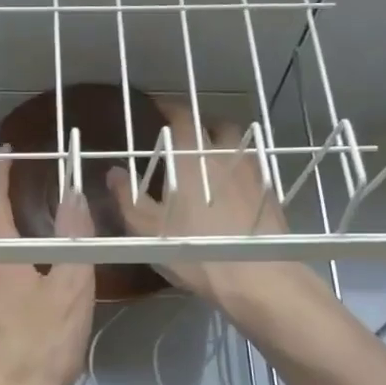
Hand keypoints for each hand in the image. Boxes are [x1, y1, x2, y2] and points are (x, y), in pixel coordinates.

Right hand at [105, 100, 298, 318]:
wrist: (256, 276)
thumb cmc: (194, 249)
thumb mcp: (147, 229)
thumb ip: (127, 197)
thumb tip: (114, 172)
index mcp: (192, 156)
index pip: (181, 117)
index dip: (169, 109)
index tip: (159, 108)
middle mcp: (225, 155)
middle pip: (216, 126)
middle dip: (202, 127)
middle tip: (186, 141)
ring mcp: (252, 173)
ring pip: (238, 147)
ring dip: (224, 149)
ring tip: (210, 166)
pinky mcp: (271, 195)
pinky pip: (253, 172)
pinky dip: (240, 174)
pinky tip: (232, 193)